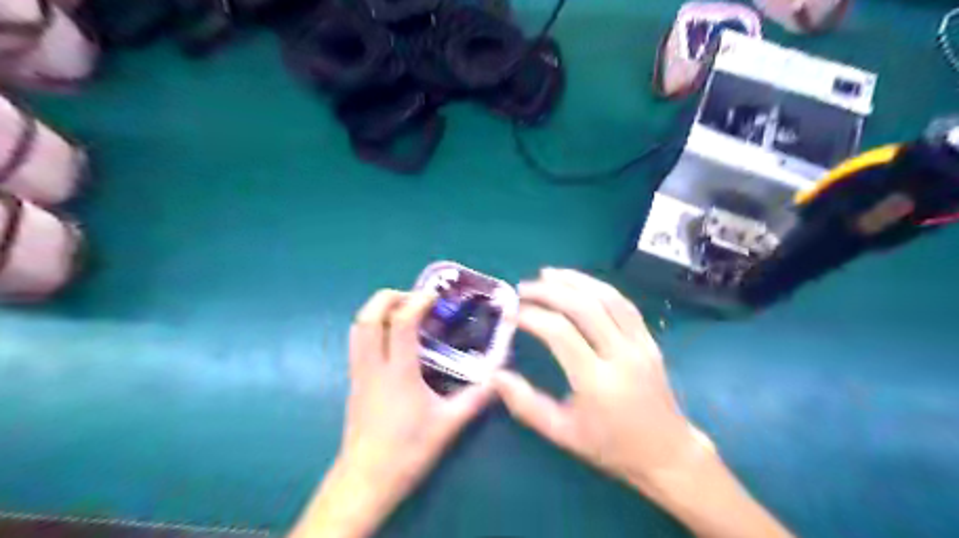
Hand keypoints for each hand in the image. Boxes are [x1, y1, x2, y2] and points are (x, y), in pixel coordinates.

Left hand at [292, 289, 493, 536]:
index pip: (400, 322)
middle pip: (368, 316)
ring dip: (376, 310)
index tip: (433, 295)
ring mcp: (358, 373)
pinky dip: (371, 327)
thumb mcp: (448, 425)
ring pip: (357, 328)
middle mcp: (373, 366)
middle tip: (412, 297)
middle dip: (388, 297)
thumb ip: (475, 399)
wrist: (367, 479)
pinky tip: (391, 339)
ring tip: (401, 311)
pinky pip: (357, 342)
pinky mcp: (353, 383)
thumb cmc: (408, 450)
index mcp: (398, 372)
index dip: (416, 301)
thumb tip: (498, 381)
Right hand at [490, 273, 790, 537]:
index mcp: (596, 382)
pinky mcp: (651, 340)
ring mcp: (641, 345)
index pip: (559, 333)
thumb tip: (495, 375)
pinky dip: (599, 288)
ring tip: (548, 274)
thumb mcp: (562, 434)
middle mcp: (621, 356)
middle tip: (524, 287)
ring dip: (576, 280)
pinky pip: (625, 305)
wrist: (667, 453)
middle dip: (550, 291)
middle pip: (584, 307)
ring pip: (608, 298)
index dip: (532, 316)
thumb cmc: (610, 446)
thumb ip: (526, 404)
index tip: (513, 313)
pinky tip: (581, 284)